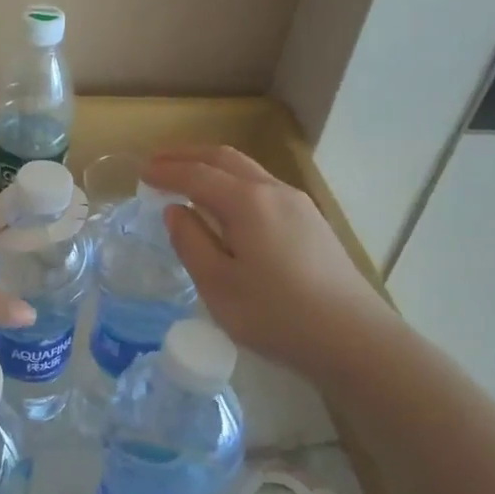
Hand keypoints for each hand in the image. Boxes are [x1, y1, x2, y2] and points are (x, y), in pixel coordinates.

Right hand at [145, 146, 384, 376]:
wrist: (354, 338)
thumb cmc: (277, 315)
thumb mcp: (218, 285)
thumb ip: (191, 242)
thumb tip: (176, 211)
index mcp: (247, 202)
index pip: (197, 175)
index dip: (166, 171)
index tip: (140, 173)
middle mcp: (274, 191)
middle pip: (225, 158)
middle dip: (188, 155)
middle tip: (157, 163)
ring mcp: (298, 204)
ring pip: (248, 170)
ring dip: (213, 167)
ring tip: (187, 178)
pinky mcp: (311, 222)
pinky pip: (263, 187)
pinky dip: (233, 183)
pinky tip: (226, 205)